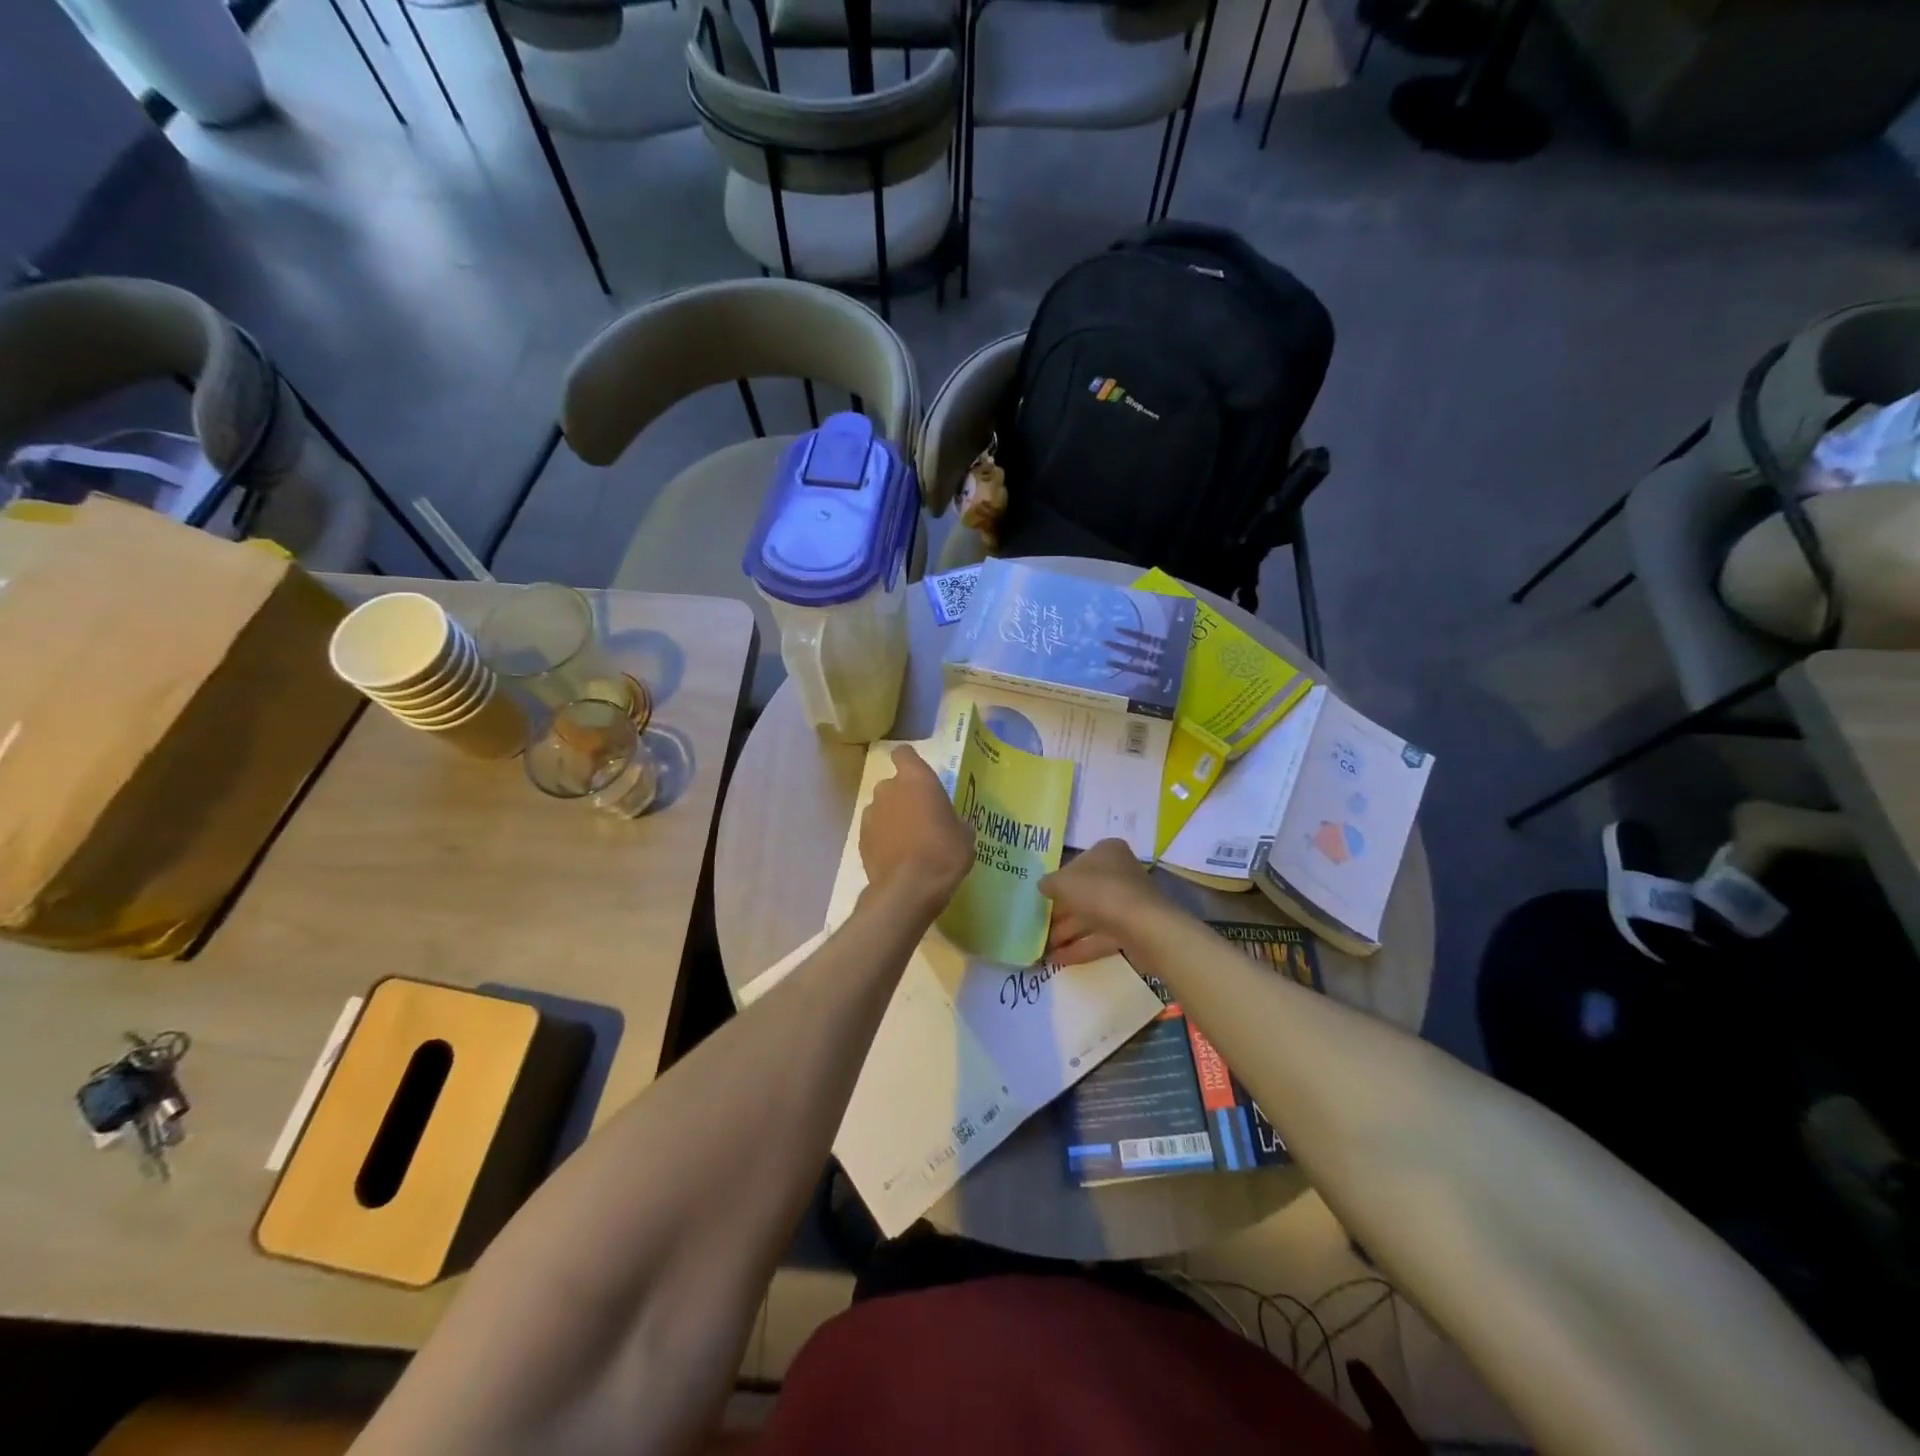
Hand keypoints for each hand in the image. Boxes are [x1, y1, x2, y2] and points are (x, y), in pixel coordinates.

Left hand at [860, 746, 974, 918]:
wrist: (909, 889)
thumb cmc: (944, 853)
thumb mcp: (964, 835)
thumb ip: (953, 820)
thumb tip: (951, 825)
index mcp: (916, 779)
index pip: (904, 754)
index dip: (910, 762)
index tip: (919, 776)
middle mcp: (888, 789)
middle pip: (893, 784)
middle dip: (904, 797)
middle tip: (921, 818)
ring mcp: (870, 813)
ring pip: (882, 808)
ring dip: (892, 818)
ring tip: (908, 842)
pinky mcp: (860, 838)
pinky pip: (875, 831)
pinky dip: (882, 838)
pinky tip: (896, 857)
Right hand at [1040, 838, 1158, 965]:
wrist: (1144, 928)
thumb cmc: (1100, 892)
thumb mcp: (1063, 882)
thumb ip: (1049, 883)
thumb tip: (1043, 886)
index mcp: (1107, 852)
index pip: (1077, 864)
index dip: (1058, 881)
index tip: (1042, 897)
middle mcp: (1119, 873)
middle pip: (1083, 892)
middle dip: (1060, 912)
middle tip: (1037, 926)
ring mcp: (1127, 903)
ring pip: (1091, 917)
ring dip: (1066, 932)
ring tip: (1041, 948)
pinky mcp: (1132, 930)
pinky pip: (1100, 937)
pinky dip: (1080, 947)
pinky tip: (1056, 960)